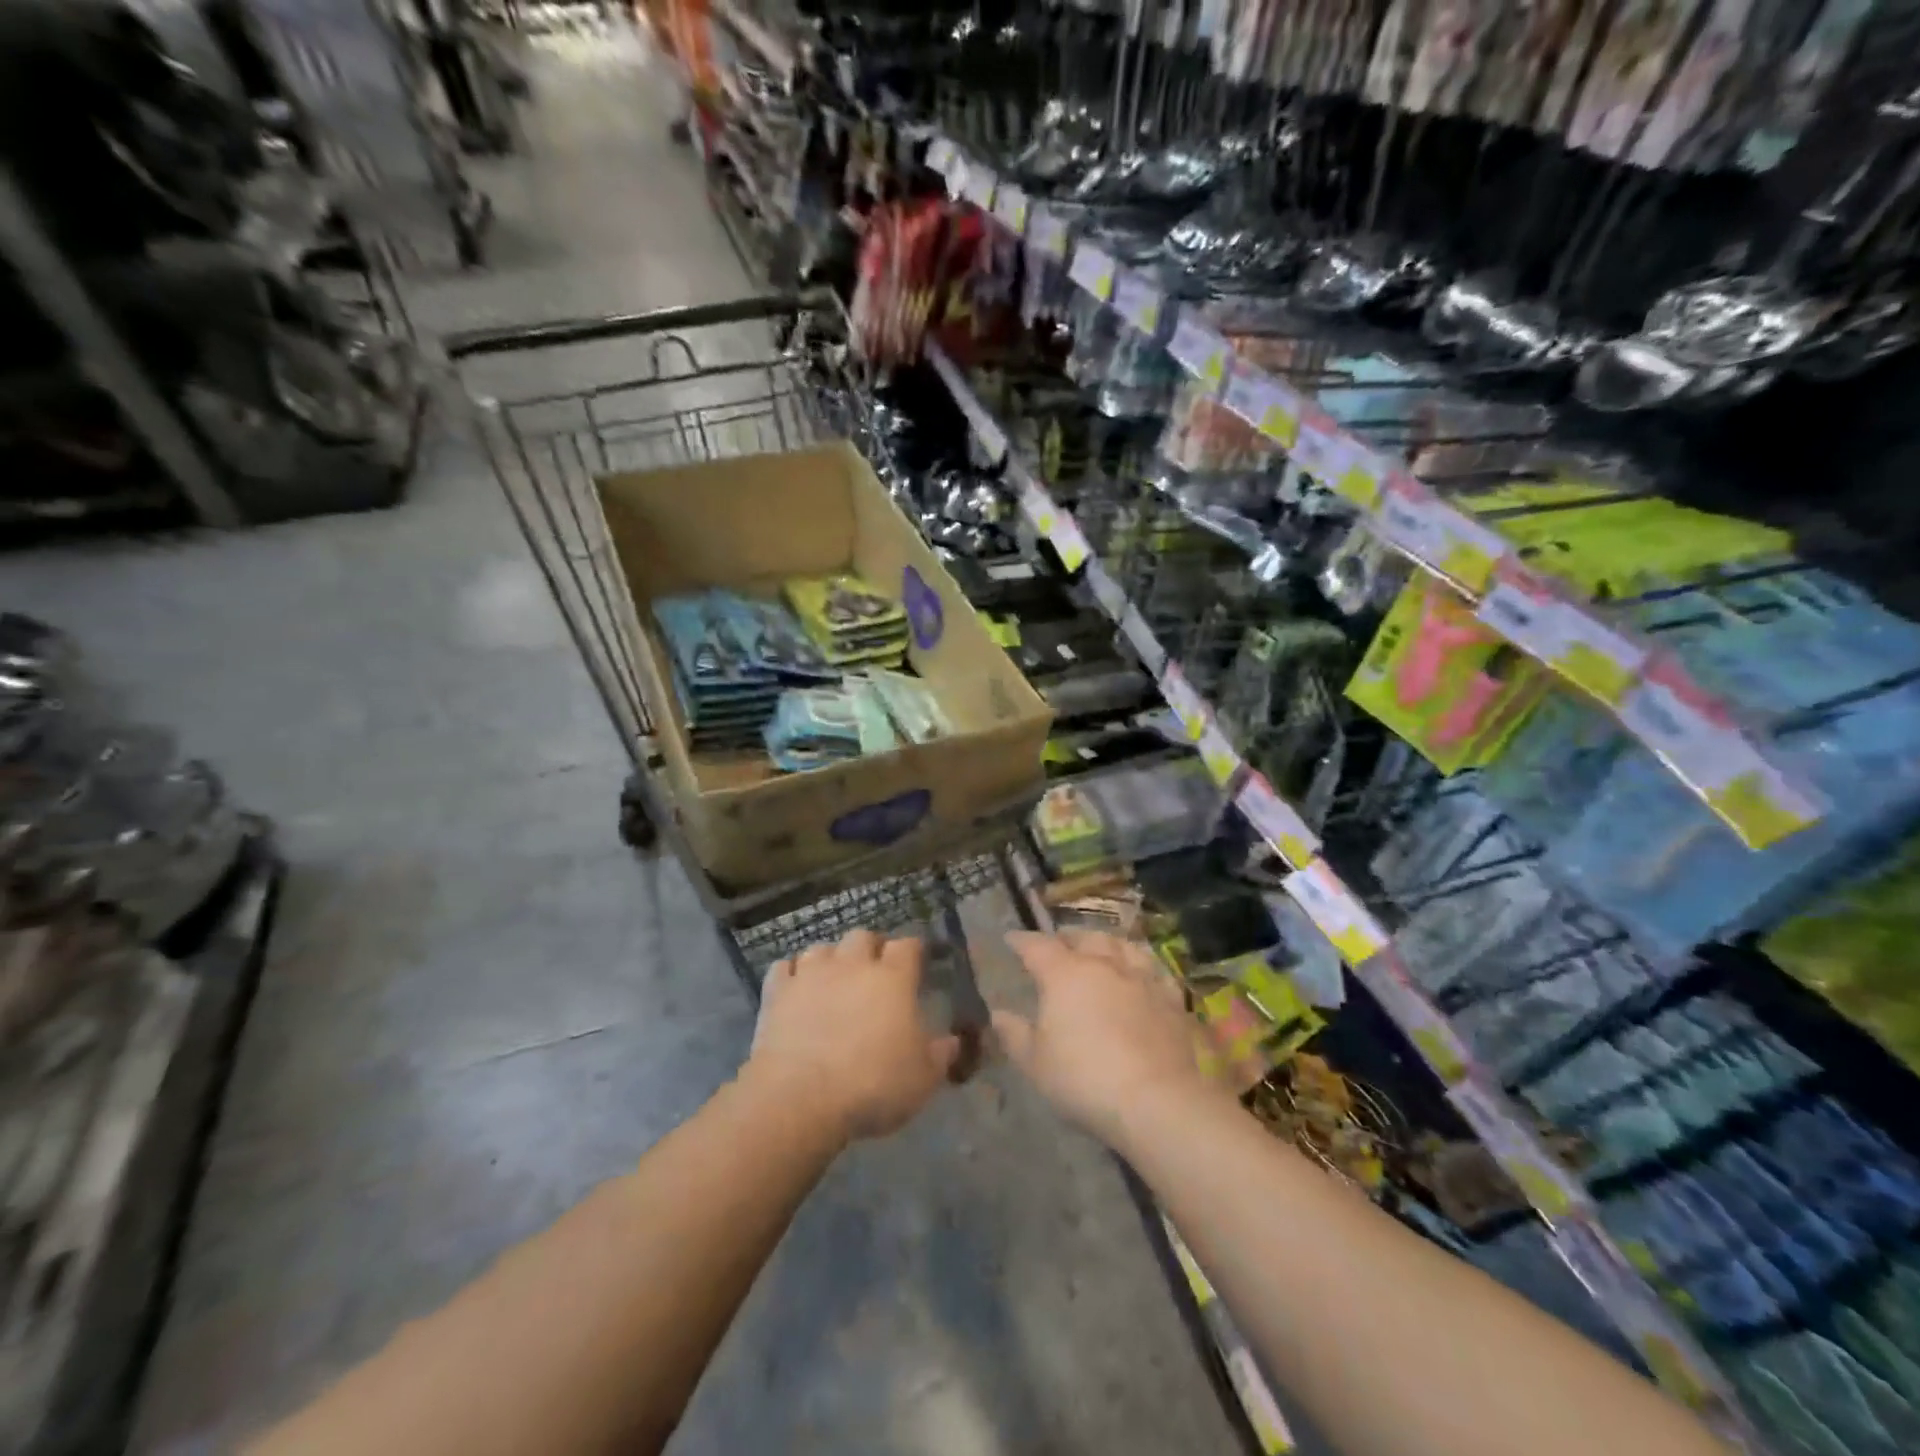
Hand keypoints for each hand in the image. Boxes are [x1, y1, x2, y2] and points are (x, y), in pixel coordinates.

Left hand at [745, 929, 959, 1142]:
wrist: (800, 1097)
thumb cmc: (872, 1085)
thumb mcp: (922, 1079)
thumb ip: (940, 1055)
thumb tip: (952, 1042)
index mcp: (893, 978)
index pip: (908, 945)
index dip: (913, 951)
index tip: (917, 962)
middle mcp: (852, 965)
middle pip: (862, 936)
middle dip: (870, 948)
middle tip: (874, 970)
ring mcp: (811, 974)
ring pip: (822, 948)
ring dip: (830, 959)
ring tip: (833, 979)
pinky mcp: (777, 992)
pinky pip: (784, 967)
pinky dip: (791, 974)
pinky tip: (795, 988)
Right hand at [993, 930, 1222, 1150]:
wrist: (1155, 1100)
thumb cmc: (1084, 1079)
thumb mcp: (1035, 1063)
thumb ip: (1014, 1034)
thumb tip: (998, 1014)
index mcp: (1064, 974)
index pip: (1037, 946)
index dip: (1022, 940)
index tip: (1011, 939)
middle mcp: (1103, 964)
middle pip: (1083, 938)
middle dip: (1067, 937)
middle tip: (1058, 943)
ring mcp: (1140, 978)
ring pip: (1122, 945)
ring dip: (1106, 943)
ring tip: (1100, 948)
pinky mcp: (1170, 997)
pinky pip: (1154, 968)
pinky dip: (1141, 963)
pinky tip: (1141, 971)